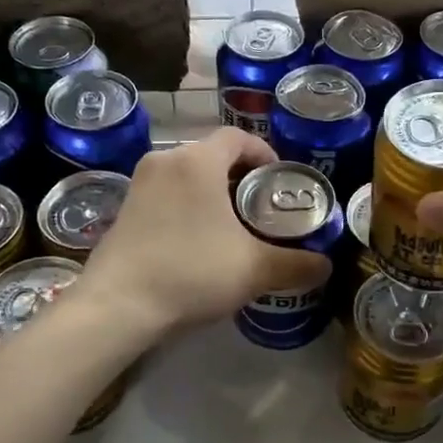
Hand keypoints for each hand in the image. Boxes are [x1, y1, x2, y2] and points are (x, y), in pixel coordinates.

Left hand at [82, 129, 331, 338]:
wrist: (118, 306)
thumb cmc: (191, 272)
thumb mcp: (254, 269)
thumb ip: (296, 264)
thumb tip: (325, 266)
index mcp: (197, 161)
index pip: (238, 137)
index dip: (264, 153)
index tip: (279, 179)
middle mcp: (165, 161)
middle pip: (212, 155)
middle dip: (240, 177)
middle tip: (262, 207)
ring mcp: (139, 185)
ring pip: (187, 176)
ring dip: (212, 193)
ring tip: (233, 227)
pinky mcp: (124, 210)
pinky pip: (166, 195)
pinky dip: (187, 207)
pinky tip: (197, 244)